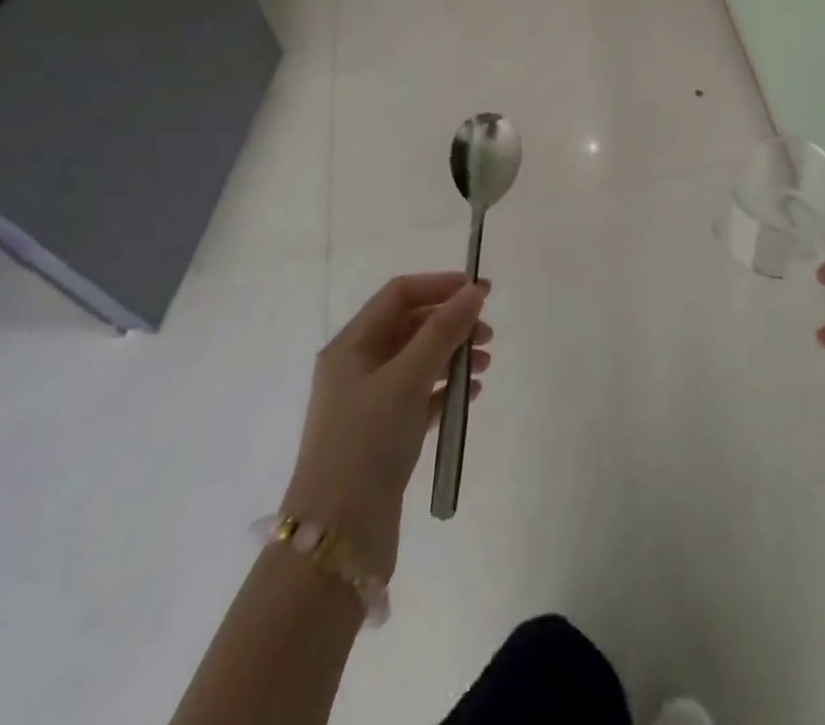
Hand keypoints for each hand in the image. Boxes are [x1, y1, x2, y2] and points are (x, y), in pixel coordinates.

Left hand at [282, 273, 491, 581]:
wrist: (336, 540)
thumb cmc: (366, 443)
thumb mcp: (407, 378)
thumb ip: (443, 331)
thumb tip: (475, 291)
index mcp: (350, 346)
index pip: (399, 294)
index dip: (440, 285)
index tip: (481, 292)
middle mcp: (357, 368)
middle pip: (410, 326)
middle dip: (451, 322)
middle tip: (488, 335)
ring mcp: (369, 404)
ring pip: (418, 361)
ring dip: (452, 355)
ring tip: (485, 366)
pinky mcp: (383, 436)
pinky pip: (420, 396)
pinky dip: (446, 389)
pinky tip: (471, 395)